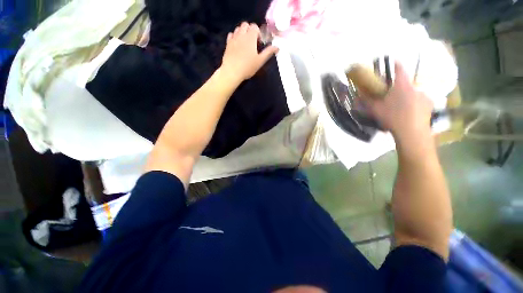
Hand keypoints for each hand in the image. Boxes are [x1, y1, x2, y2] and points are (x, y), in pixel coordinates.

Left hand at [221, 22, 278, 81]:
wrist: (232, 71)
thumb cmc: (247, 67)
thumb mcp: (260, 61)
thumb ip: (268, 52)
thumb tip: (277, 47)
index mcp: (250, 37)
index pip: (255, 26)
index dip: (258, 33)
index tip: (259, 43)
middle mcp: (241, 34)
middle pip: (246, 25)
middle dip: (250, 30)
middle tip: (252, 42)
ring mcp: (233, 38)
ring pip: (238, 28)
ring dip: (242, 33)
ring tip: (245, 44)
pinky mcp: (227, 44)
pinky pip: (231, 35)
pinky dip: (235, 37)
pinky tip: (237, 45)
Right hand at [366, 62, 433, 143]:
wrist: (411, 131)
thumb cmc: (392, 117)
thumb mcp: (375, 109)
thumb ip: (366, 101)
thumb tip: (357, 96)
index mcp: (401, 85)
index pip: (399, 68)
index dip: (395, 64)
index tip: (392, 62)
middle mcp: (414, 87)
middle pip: (405, 83)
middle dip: (399, 87)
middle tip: (392, 96)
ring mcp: (424, 95)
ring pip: (413, 93)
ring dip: (407, 97)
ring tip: (401, 108)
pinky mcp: (429, 105)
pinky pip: (421, 101)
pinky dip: (415, 105)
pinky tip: (411, 113)